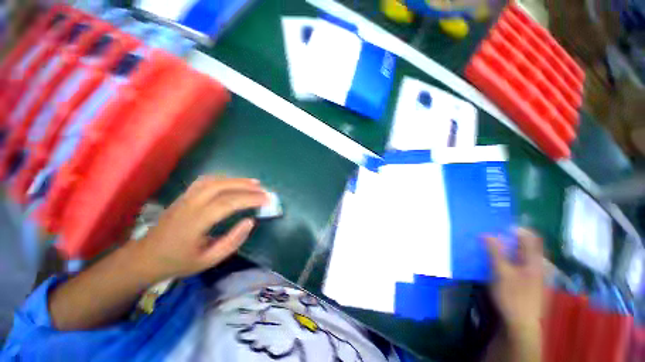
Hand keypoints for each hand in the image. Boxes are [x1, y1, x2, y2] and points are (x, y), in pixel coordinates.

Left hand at [128, 176, 267, 282]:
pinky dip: (225, 179)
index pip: (228, 203)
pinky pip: (206, 181)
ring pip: (214, 180)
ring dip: (237, 180)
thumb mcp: (208, 260)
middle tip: (264, 190)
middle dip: (246, 186)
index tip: (267, 200)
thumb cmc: (178, 262)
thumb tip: (250, 221)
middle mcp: (190, 205)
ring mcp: (185, 197)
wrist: (146, 257)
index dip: (250, 199)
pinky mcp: (184, 195)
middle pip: (222, 186)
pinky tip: (234, 182)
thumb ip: (232, 241)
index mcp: (195, 222)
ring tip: (254, 183)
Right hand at [486, 229, 543, 335]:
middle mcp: (536, 264)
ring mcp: (531, 274)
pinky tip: (495, 262)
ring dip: (506, 248)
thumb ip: (495, 252)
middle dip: (508, 238)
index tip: (498, 225)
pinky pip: (516, 264)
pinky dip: (506, 259)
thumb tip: (487, 234)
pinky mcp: (525, 282)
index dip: (516, 229)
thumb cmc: (513, 295)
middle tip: (491, 235)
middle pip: (525, 245)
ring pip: (519, 255)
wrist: (521, 323)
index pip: (530, 237)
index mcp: (534, 260)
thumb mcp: (501, 272)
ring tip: (490, 247)